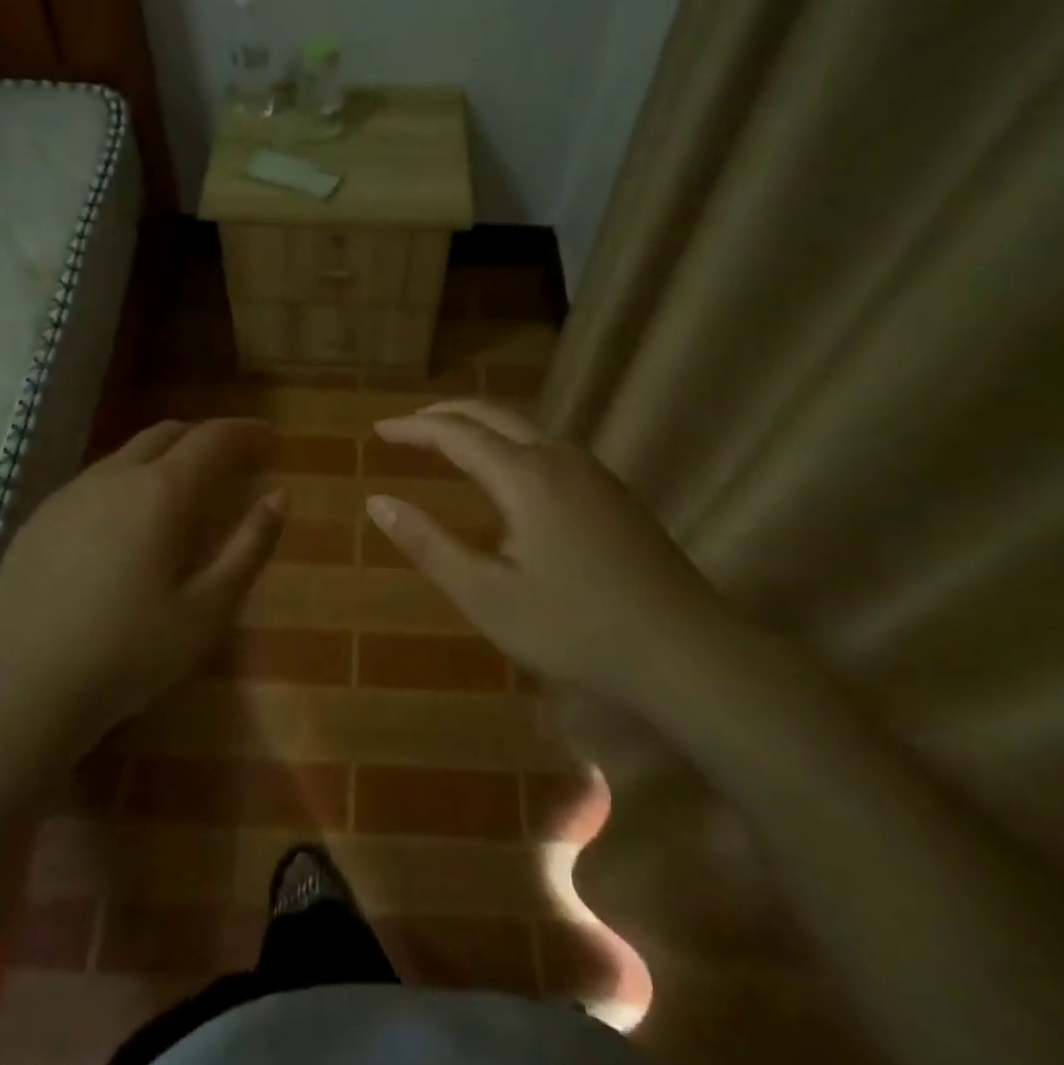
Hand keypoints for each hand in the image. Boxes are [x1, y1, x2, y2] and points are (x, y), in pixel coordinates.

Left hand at [0, 418, 284, 759]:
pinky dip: (129, 479)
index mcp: (160, 492)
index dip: (244, 431)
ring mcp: (69, 495)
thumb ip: (249, 546)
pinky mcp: (39, 519)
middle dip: (205, 436)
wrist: (20, 691)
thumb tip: (279, 496)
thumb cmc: (129, 653)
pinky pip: (96, 480)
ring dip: (165, 455)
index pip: (211, 439)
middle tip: (233, 456)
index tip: (268, 433)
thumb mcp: (208, 609)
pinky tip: (129, 518)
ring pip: (127, 454)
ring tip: (186, 485)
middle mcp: (113, 477)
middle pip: (166, 433)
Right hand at [367, 400, 737, 699]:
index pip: (456, 433)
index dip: (413, 428)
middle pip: (493, 414)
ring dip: (481, 426)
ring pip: (526, 427)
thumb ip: (429, 544)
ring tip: (449, 442)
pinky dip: (511, 444)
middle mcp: (560, 458)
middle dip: (445, 414)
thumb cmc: (576, 628)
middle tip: (408, 425)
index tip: (379, 431)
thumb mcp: (487, 595)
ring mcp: (594, 473)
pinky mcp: (614, 493)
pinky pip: (550, 447)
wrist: (686, 651)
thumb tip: (377, 502)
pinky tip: (509, 474)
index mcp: (525, 476)